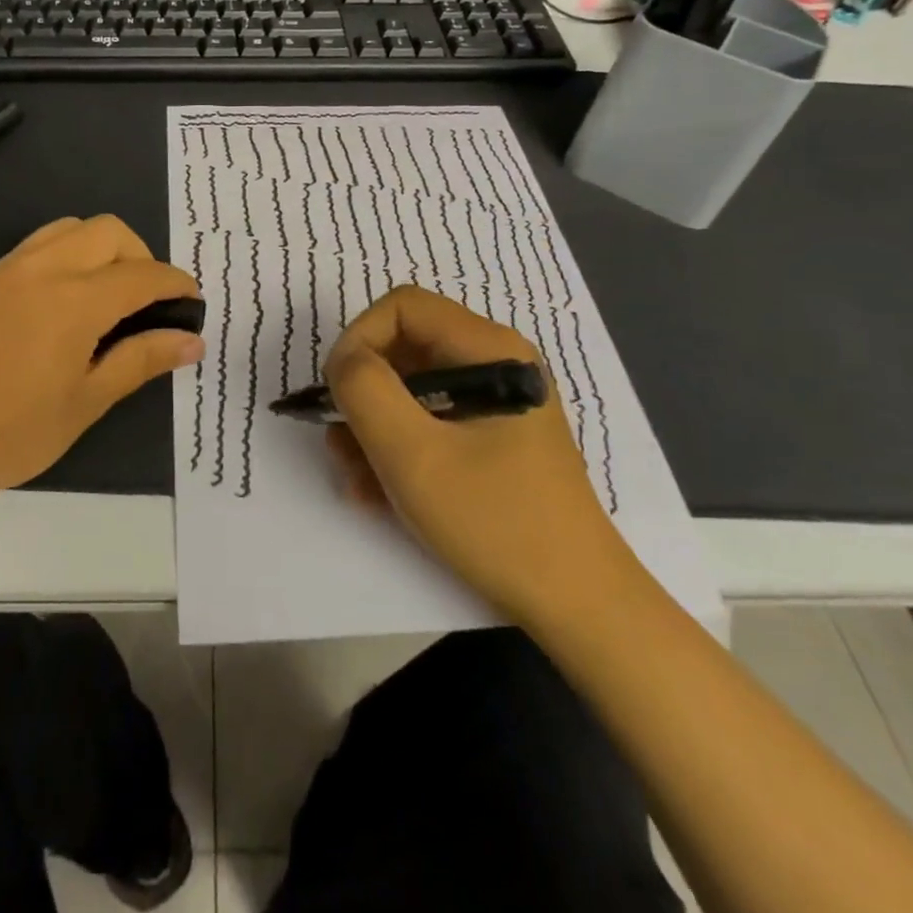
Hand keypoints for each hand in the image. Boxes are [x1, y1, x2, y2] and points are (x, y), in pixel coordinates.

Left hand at [0, 215, 201, 517]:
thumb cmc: (8, 434)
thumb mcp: (86, 402)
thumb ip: (141, 360)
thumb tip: (192, 341)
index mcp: (74, 299)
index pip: (142, 274)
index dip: (176, 284)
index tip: (193, 304)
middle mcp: (43, 268)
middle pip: (109, 231)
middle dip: (142, 257)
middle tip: (149, 304)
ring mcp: (6, 270)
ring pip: (70, 229)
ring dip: (103, 249)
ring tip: (108, 297)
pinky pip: (38, 245)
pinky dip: (69, 255)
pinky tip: (64, 304)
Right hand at [324, 286, 626, 619]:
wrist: (577, 605)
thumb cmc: (496, 521)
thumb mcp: (414, 455)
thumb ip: (366, 391)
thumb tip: (345, 362)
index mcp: (489, 349)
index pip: (402, 307)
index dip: (358, 340)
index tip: (336, 394)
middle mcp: (494, 363)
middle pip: (404, 348)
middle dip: (362, 393)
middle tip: (340, 444)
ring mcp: (494, 402)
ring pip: (410, 389)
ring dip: (372, 428)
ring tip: (354, 478)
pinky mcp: (492, 437)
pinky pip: (429, 423)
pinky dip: (397, 449)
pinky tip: (376, 493)